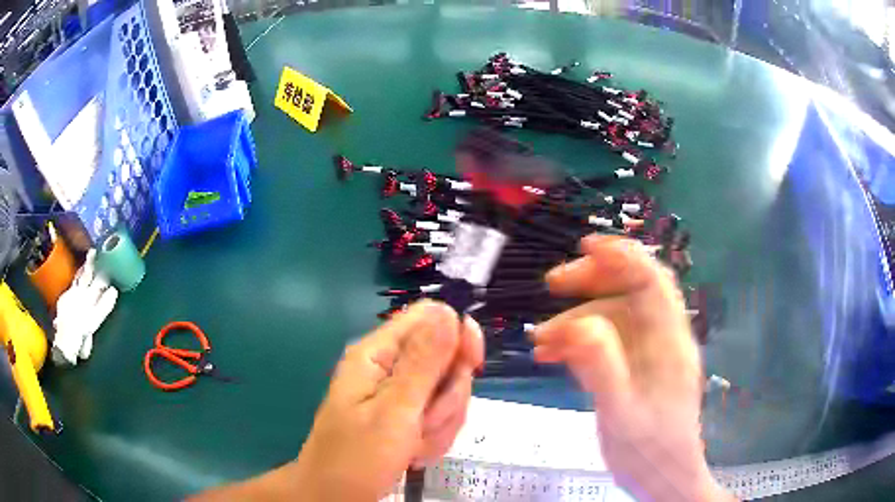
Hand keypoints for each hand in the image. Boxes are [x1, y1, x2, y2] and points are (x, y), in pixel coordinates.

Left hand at [191, 300, 482, 501]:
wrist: (337, 497)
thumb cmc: (357, 456)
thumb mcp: (394, 411)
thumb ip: (424, 363)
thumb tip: (449, 313)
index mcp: (378, 353)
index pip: (430, 318)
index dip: (457, 337)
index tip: (471, 367)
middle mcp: (389, 367)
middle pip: (446, 358)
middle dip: (447, 396)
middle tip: (424, 422)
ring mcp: (399, 394)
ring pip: (448, 392)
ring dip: (440, 423)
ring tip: (414, 444)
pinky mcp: (406, 416)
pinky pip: (441, 417)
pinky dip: (435, 437)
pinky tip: (415, 453)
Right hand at [533, 235, 731, 501]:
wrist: (663, 478)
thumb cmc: (649, 451)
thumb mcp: (622, 414)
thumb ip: (603, 368)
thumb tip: (579, 323)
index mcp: (669, 341)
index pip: (652, 279)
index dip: (623, 255)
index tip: (585, 247)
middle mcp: (662, 339)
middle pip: (630, 291)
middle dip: (591, 283)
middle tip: (552, 285)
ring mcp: (648, 354)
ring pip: (613, 318)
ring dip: (576, 320)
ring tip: (540, 339)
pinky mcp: (635, 369)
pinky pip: (607, 344)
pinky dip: (579, 343)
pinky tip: (552, 355)